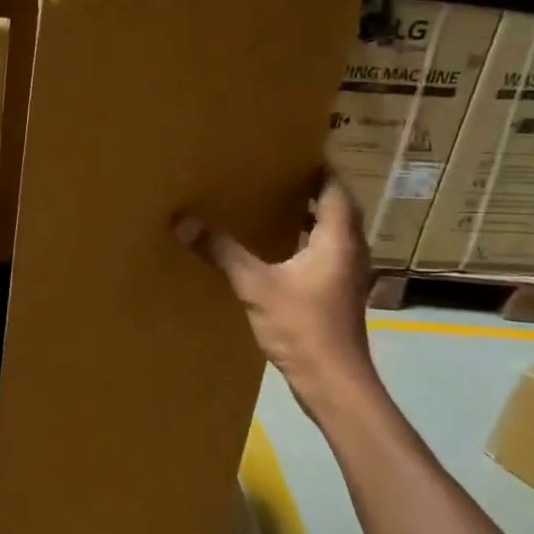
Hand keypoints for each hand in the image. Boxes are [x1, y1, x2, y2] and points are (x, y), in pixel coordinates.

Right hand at [177, 173, 381, 423]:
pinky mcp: (336, 295)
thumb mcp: (256, 285)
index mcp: (338, 240)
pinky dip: (305, 241)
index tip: (294, 151)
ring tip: (274, 202)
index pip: (335, 190)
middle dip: (311, 189)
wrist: (333, 382)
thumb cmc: (303, 327)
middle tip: (276, 172)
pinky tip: (276, 247)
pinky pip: (324, 254)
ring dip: (310, 216)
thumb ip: (222, 251)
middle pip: (337, 209)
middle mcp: (350, 252)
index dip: (319, 169)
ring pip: (332, 233)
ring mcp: (346, 276)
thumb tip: (184, 220)